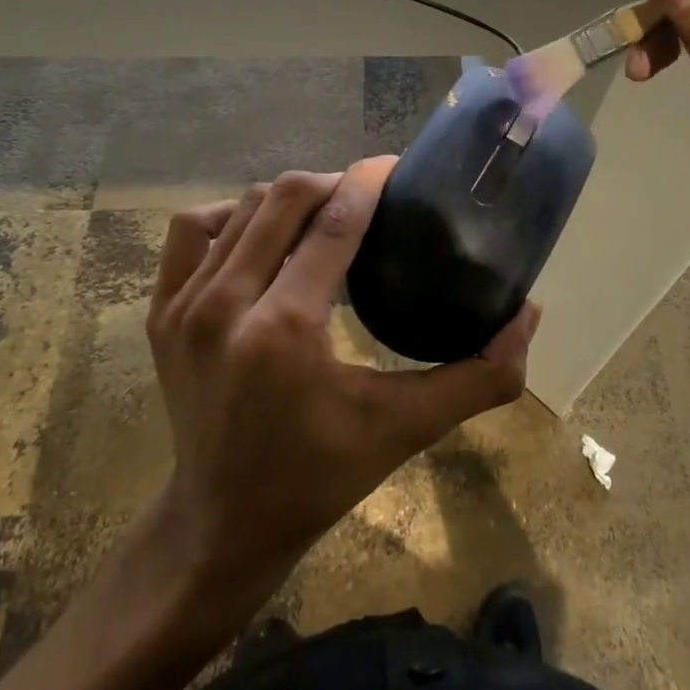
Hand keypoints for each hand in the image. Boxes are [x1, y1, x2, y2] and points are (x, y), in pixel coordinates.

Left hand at [145, 157, 538, 601]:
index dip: (370, 180)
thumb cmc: (320, 476)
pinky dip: (229, 216)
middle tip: (369, 197)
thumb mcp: (406, 429)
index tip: (397, 168)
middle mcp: (226, 304)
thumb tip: (529, 315)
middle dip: (335, 182)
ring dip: (289, 198)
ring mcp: (184, 305)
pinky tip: (259, 234)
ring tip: (323, 215)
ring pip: (242, 207)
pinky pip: (192, 231)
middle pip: (285, 197)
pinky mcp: (160, 312)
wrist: (223, 522)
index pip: (335, 219)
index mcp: (285, 328)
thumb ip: (478, 377)